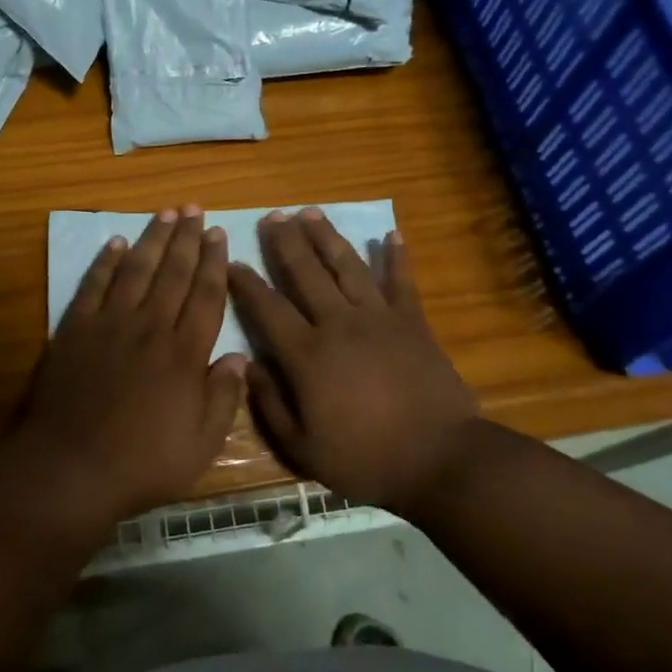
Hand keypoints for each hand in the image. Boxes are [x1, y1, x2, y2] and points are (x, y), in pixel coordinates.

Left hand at [9, 206, 245, 522]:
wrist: (71, 469)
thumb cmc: (143, 463)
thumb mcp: (201, 444)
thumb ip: (224, 398)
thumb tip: (239, 357)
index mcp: (185, 353)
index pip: (206, 295)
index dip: (214, 262)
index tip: (218, 233)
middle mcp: (151, 327)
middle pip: (173, 272)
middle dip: (186, 237)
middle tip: (194, 207)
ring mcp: (110, 325)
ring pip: (136, 270)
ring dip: (152, 239)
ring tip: (165, 212)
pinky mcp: (75, 330)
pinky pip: (94, 286)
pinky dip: (105, 262)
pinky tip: (115, 243)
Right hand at [228, 209, 478, 511]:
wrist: (439, 459)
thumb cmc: (365, 459)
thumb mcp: (302, 447)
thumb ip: (270, 404)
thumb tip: (249, 366)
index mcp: (307, 354)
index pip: (267, 308)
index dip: (246, 283)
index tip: (232, 261)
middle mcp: (338, 323)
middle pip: (305, 273)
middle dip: (285, 242)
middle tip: (272, 216)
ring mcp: (379, 318)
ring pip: (346, 266)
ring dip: (326, 237)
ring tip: (310, 212)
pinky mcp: (412, 322)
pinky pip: (401, 282)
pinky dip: (396, 257)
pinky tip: (391, 235)